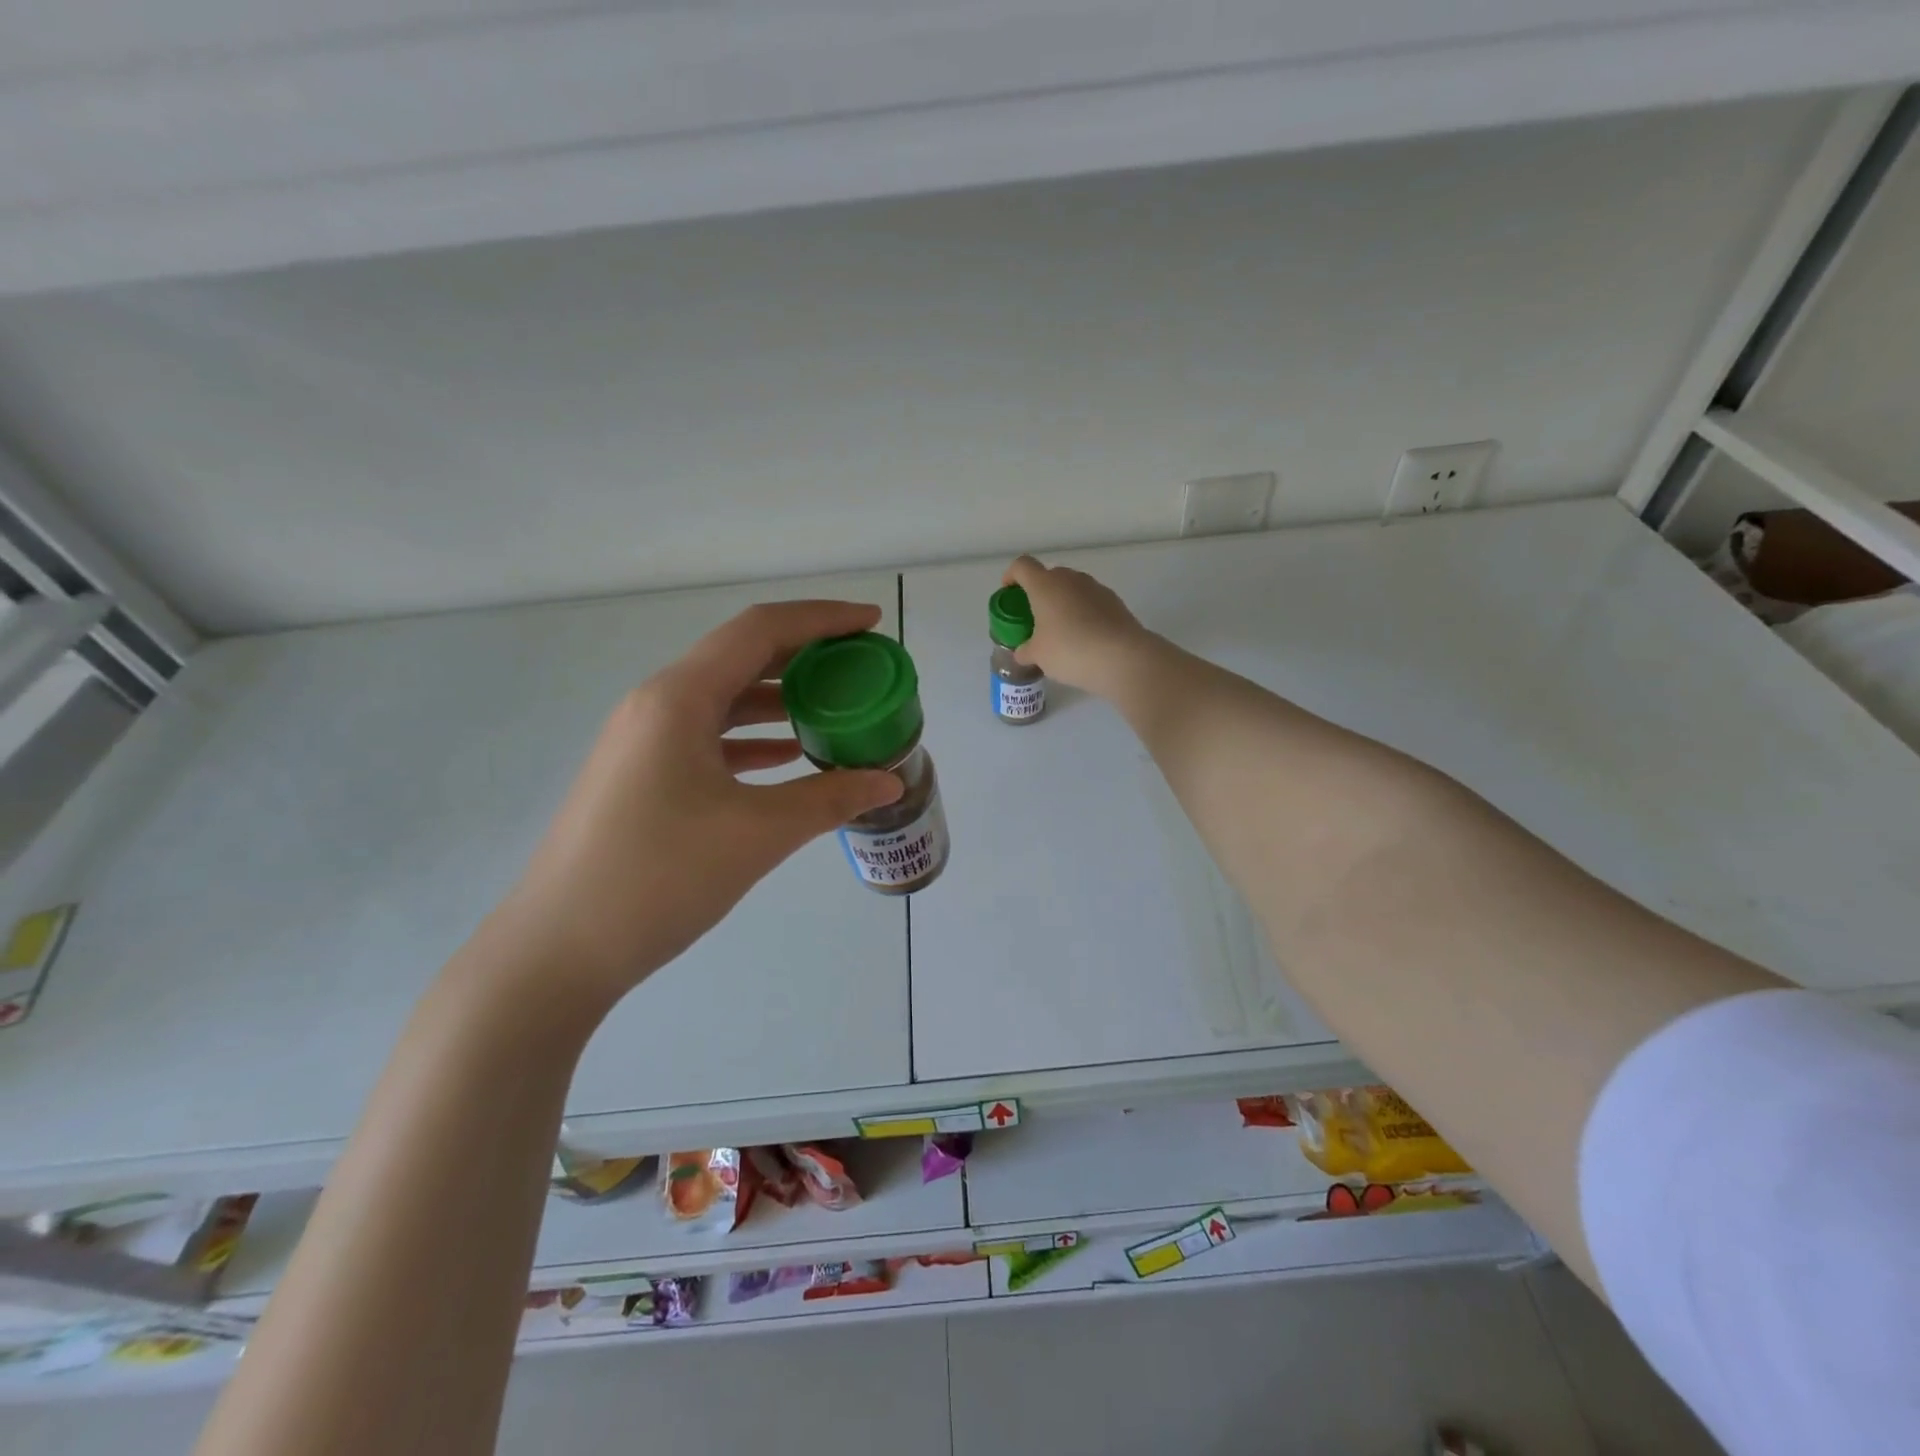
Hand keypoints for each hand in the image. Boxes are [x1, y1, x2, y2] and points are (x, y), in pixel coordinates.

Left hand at [494, 601, 903, 1007]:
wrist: (558, 950)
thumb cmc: (659, 877)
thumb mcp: (757, 834)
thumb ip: (829, 800)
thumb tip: (888, 782)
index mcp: (678, 698)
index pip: (760, 630)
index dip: (822, 619)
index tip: (872, 623)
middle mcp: (657, 704)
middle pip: (742, 657)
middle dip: (806, 656)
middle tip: (860, 666)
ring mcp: (644, 741)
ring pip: (724, 698)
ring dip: (780, 698)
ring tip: (835, 710)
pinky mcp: (642, 774)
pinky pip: (708, 735)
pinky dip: (752, 737)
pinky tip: (787, 757)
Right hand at [1003, 555, 1150, 694]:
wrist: (1123, 658)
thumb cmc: (1070, 650)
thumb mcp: (1038, 656)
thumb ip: (1025, 650)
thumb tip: (1023, 652)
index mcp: (1045, 585)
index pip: (1022, 566)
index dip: (1011, 576)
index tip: (1009, 593)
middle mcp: (1070, 579)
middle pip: (1049, 576)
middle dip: (1040, 593)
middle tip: (1035, 618)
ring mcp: (1096, 588)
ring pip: (1072, 589)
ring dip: (1063, 603)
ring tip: (1061, 631)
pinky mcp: (1115, 601)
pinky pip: (1091, 602)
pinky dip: (1084, 613)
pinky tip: (1085, 638)